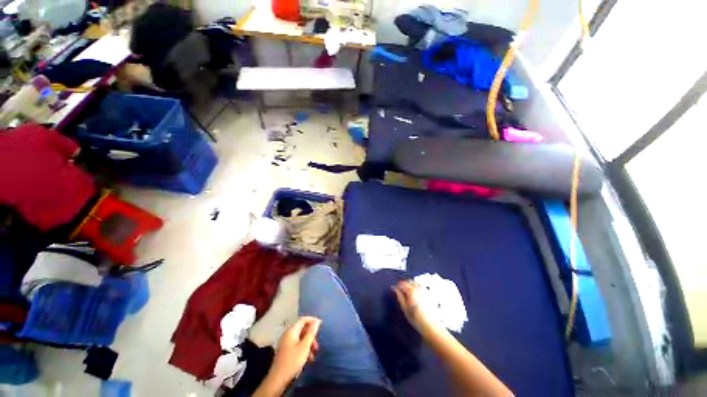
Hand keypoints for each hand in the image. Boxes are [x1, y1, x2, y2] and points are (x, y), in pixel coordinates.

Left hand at [269, 316, 321, 385]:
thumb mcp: (305, 346)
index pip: (303, 319)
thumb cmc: (293, 360)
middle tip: (317, 345)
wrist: (278, 379)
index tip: (321, 324)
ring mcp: (286, 343)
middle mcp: (288, 334)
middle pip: (302, 329)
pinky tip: (308, 359)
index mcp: (291, 331)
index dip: (312, 320)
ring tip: (314, 354)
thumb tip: (317, 321)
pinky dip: (304, 349)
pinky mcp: (286, 351)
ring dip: (308, 344)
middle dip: (311, 336)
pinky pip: (297, 345)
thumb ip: (311, 333)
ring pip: (301, 339)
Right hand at [392, 280, 441, 335]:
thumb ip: (399, 296)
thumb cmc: (417, 319)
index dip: (397, 286)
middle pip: (409, 281)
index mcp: (411, 291)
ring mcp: (425, 291)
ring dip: (410, 285)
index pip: (402, 283)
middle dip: (404, 284)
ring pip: (415, 283)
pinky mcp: (429, 295)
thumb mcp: (404, 308)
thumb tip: (395, 289)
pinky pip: (421, 286)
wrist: (431, 326)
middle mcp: (419, 289)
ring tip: (407, 292)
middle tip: (400, 290)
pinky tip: (415, 293)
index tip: (394, 289)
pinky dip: (416, 287)